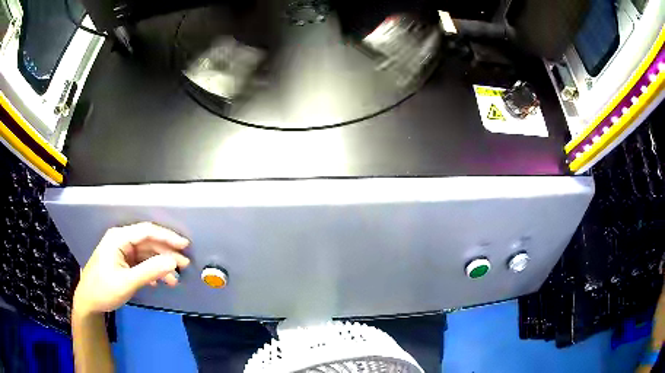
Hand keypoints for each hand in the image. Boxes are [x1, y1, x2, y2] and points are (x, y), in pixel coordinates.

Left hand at [73, 222, 190, 315]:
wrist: (89, 302)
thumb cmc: (104, 289)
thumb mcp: (127, 282)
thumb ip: (150, 271)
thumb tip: (173, 262)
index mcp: (119, 238)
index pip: (147, 231)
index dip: (167, 237)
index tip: (184, 245)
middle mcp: (121, 241)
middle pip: (148, 242)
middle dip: (166, 254)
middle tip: (184, 265)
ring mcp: (122, 252)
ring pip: (147, 254)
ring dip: (161, 266)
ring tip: (174, 280)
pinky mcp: (123, 262)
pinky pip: (142, 263)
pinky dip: (152, 272)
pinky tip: (159, 282)